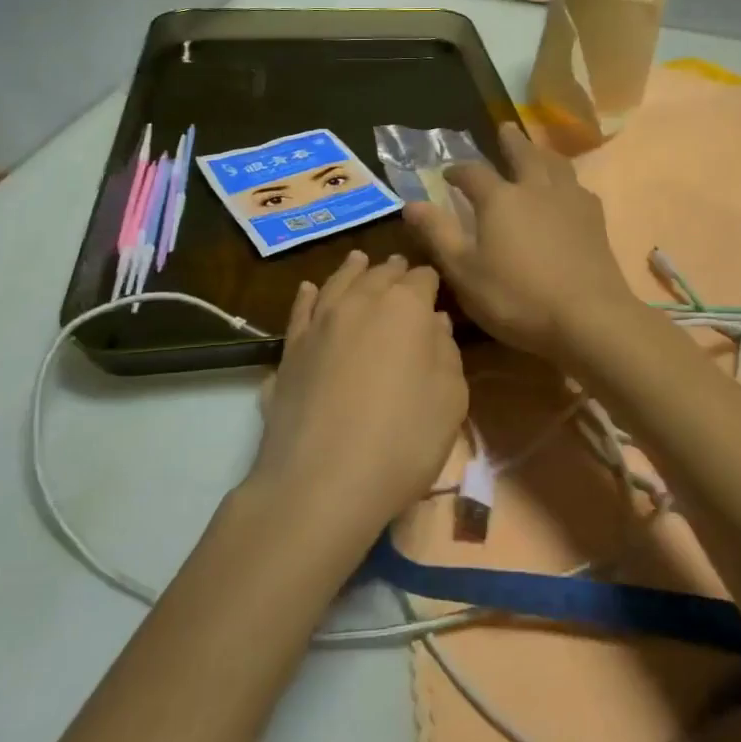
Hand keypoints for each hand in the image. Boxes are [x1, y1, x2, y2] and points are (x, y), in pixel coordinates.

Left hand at [249, 251, 467, 544]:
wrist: (322, 481)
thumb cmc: (402, 441)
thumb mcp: (450, 400)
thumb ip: (446, 353)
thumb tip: (434, 323)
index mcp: (406, 307)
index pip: (423, 278)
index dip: (431, 282)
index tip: (436, 289)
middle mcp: (360, 301)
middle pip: (379, 274)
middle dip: (394, 271)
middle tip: (401, 269)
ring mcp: (319, 323)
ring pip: (338, 283)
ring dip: (352, 270)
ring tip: (359, 260)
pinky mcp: (290, 349)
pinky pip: (301, 310)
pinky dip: (308, 295)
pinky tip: (309, 290)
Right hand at [402, 124, 638, 361]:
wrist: (588, 317)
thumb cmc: (517, 297)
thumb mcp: (465, 272)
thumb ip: (438, 235)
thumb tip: (411, 203)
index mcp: (500, 199)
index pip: (473, 173)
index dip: (458, 171)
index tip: (448, 173)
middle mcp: (536, 189)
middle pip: (523, 154)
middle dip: (510, 142)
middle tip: (505, 128)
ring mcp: (570, 201)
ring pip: (556, 165)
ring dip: (542, 153)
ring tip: (538, 150)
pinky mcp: (595, 220)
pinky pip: (579, 187)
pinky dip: (567, 181)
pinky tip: (570, 192)